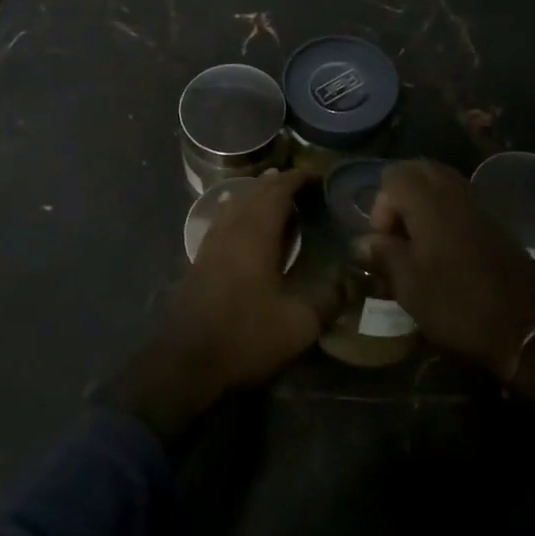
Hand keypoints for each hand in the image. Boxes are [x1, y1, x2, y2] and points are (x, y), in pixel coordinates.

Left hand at [169, 168, 333, 389]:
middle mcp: (232, 228)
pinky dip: (238, 212)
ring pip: (234, 205)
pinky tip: (241, 224)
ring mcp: (211, 243)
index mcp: (256, 232)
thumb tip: (350, 282)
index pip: (278, 191)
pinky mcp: (199, 260)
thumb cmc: (245, 335)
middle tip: (298, 181)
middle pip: (254, 192)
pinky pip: (223, 221)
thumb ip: (327, 300)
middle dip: (276, 182)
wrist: (184, 360)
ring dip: (254, 195)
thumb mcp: (298, 324)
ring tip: (271, 193)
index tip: (315, 175)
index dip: (296, 179)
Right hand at [360, 160, 534, 469]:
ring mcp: (479, 205)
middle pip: (419, 170)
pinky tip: (443, 250)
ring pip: (441, 183)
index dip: (380, 206)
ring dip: (422, 204)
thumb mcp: (408, 285)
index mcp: (429, 201)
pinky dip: (444, 213)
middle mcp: (455, 192)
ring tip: (417, 244)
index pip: (393, 175)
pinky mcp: (495, 223)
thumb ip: (382, 254)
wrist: (528, 331)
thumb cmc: (458, 305)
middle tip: (396, 236)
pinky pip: (460, 200)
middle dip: (400, 197)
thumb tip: (362, 241)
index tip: (384, 243)